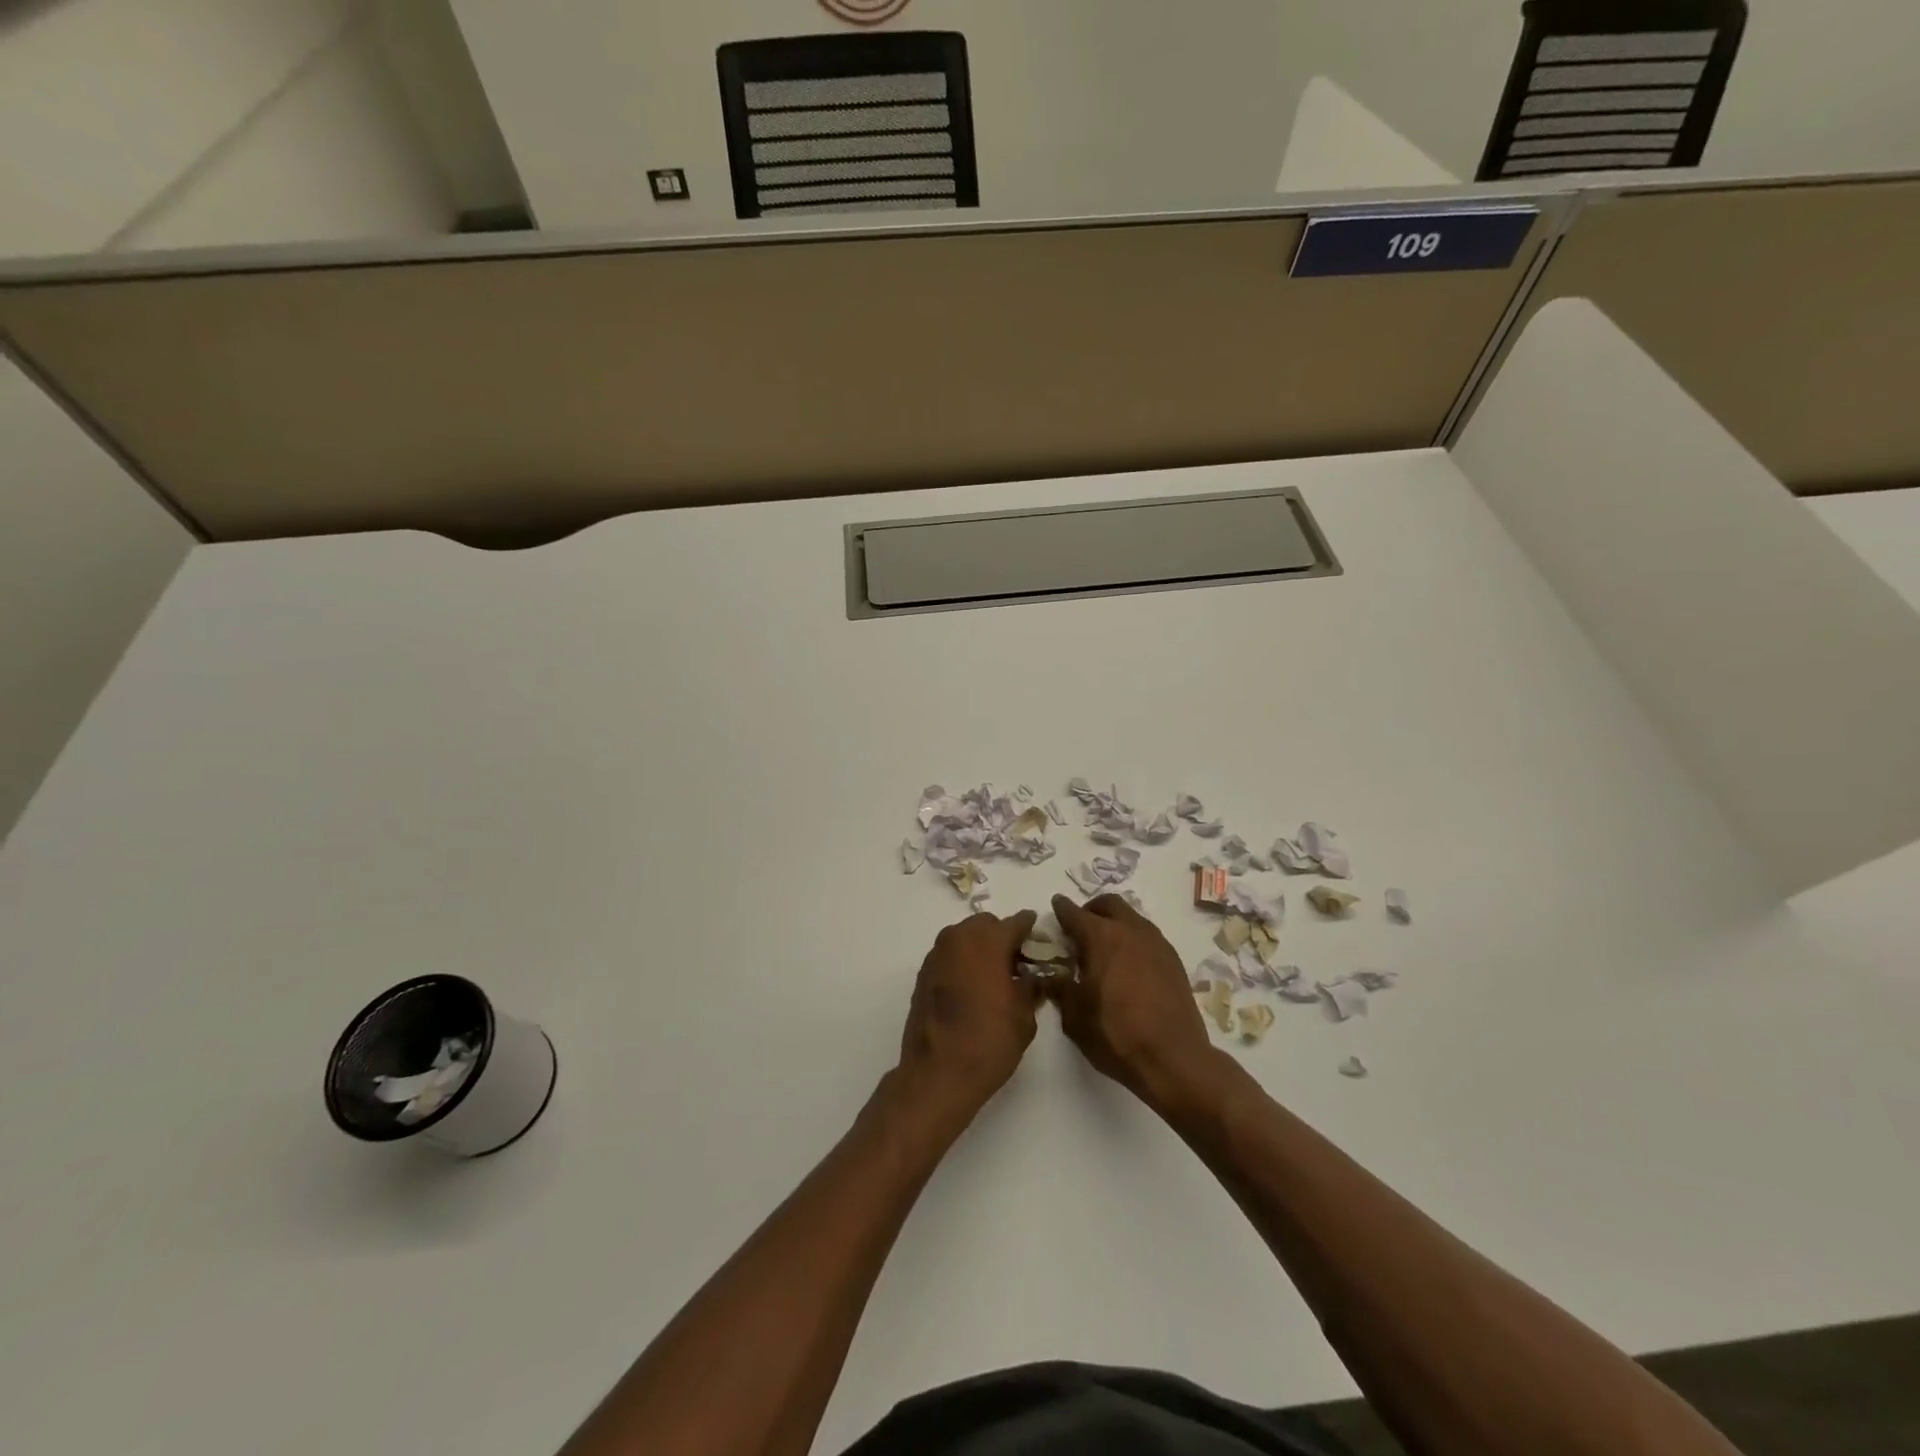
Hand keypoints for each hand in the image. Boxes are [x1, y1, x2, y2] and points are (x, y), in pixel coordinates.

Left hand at [894, 910, 1040, 1130]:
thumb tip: (1035, 978)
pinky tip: (973, 987)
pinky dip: (963, 961)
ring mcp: (937, 955)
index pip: (1016, 923)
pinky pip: (949, 955)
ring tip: (995, 976)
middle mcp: (958, 939)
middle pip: (986, 925)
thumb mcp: (1024, 1017)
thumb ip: (1032, 988)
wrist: (937, 1073)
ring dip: (980, 947)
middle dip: (1002, 937)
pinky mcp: (923, 974)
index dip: (1030, 929)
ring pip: (964, 937)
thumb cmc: (989, 1042)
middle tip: (1017, 963)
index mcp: (987, 942)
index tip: (1039, 938)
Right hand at [1051, 894, 1220, 1111]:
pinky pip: (1148, 936)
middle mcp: (1130, 930)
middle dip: (1091, 909)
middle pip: (1109, 904)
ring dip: (1115, 923)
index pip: (1074, 913)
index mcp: (1101, 938)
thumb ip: (1060, 988)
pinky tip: (1129, 965)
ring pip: (1132, 917)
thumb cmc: (1117, 1035)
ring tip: (1105, 949)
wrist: (1174, 1058)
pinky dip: (1133, 940)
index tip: (1056, 906)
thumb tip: (1052, 974)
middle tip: (1081, 928)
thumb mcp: (1075, 1017)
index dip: (1062, 909)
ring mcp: (1156, 943)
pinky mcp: (1173, 959)